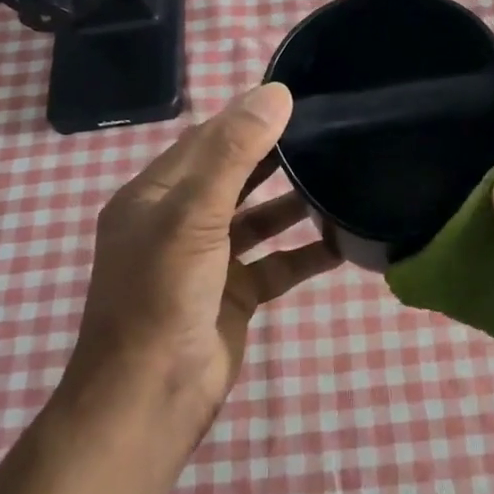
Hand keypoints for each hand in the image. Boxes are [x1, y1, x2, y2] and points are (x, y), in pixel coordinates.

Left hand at [64, 82, 341, 435]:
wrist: (150, 400)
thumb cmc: (163, 295)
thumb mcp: (194, 215)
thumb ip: (234, 153)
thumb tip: (275, 93)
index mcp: (155, 196)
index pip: (205, 141)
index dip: (247, 117)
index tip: (298, 98)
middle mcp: (178, 223)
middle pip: (233, 176)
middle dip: (275, 155)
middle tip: (329, 132)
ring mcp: (207, 262)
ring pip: (258, 219)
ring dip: (293, 203)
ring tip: (340, 177)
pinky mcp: (234, 295)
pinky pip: (276, 263)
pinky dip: (305, 252)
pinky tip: (343, 241)